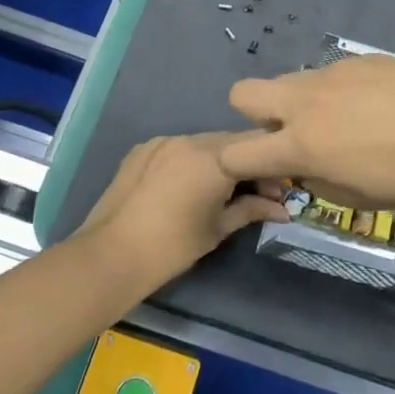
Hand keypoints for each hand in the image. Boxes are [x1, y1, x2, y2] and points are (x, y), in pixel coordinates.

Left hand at [78, 132, 288, 289]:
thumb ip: (251, 210)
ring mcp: (164, 140)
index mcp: (215, 158)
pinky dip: (190, 160)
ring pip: (203, 142)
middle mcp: (191, 139)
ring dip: (218, 160)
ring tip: (218, 189)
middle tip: (255, 192)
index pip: (257, 146)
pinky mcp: (143, 148)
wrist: (112, 254)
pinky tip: (186, 186)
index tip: (277, 189)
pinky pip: (177, 148)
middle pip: (231, 141)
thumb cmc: (173, 246)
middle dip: (246, 161)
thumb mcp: (219, 228)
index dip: (272, 164)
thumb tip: (282, 209)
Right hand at [218, 56, 394, 210]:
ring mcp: (332, 73)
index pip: (235, 152)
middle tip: (295, 137)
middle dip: (255, 116)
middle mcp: (305, 101)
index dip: (237, 164)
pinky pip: (329, 75)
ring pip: (290, 82)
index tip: (267, 172)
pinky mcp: (359, 59)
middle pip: (243, 94)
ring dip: (300, 103)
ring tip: (347, 123)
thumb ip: (317, 180)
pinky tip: (377, 107)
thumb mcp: (359, 199)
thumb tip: (304, 167)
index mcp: (301, 143)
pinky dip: (336, 92)